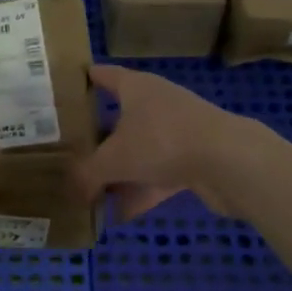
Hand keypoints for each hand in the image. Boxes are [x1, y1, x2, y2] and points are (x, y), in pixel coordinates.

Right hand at [73, 64, 259, 223]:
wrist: (228, 161)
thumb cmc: (162, 141)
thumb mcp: (113, 159)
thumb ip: (87, 175)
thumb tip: (71, 191)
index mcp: (136, 87)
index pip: (103, 75)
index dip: (84, 79)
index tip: (63, 87)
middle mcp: (156, 102)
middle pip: (120, 116)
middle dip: (97, 136)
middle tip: (69, 151)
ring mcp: (178, 131)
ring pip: (140, 149)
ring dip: (119, 170)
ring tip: (91, 192)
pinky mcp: (194, 159)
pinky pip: (158, 175)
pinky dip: (141, 192)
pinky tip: (120, 215)